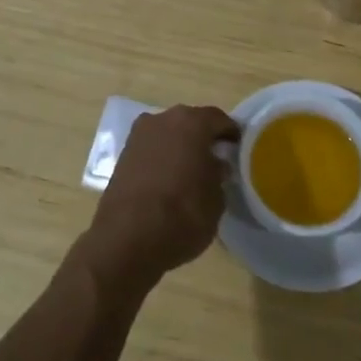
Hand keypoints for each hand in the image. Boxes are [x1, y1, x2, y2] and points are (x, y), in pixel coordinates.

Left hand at [77, 105, 237, 294]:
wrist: (126, 240)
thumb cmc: (182, 215)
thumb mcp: (216, 200)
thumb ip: (219, 175)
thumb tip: (215, 166)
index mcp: (191, 122)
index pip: (218, 119)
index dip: (230, 134)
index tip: (239, 149)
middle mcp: (163, 119)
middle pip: (190, 122)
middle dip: (203, 138)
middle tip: (216, 160)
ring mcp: (138, 136)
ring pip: (168, 135)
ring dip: (180, 148)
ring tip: (191, 172)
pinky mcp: (122, 156)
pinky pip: (151, 150)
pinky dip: (161, 159)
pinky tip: (169, 180)